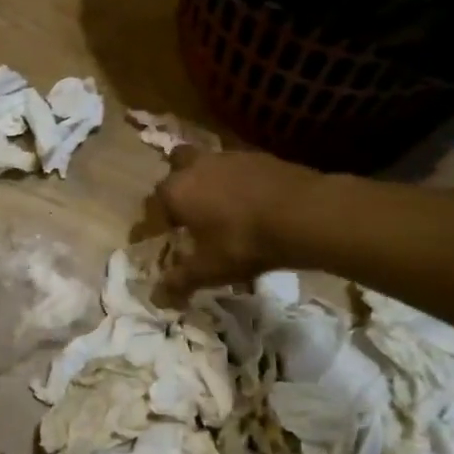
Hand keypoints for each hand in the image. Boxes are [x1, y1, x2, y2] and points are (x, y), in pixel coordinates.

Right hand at [154, 148, 325, 303]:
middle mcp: (196, 167)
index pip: (152, 207)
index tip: (153, 238)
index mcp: (176, 192)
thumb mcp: (209, 270)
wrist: (303, 213)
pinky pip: (236, 167)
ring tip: (218, 206)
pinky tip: (248, 201)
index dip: (150, 225)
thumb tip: (157, 298)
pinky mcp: (258, 156)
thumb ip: (180, 281)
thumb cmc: (244, 242)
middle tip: (185, 210)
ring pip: (207, 163)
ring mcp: (229, 157)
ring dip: (207, 180)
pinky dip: (236, 181)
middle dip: (177, 186)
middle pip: (175, 167)